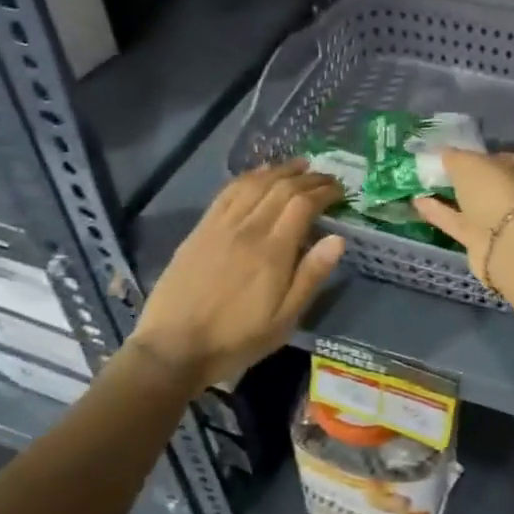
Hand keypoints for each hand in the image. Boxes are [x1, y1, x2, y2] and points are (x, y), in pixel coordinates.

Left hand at [132, 161, 344, 388]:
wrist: (173, 348)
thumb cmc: (236, 339)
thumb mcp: (284, 319)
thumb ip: (311, 276)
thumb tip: (338, 239)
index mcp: (273, 252)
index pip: (303, 205)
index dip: (324, 192)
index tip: (341, 190)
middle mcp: (248, 229)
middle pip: (282, 188)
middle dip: (308, 178)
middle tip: (327, 177)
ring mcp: (221, 226)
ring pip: (255, 184)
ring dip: (280, 170)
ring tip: (299, 165)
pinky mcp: (201, 229)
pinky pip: (228, 192)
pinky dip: (249, 177)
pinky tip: (260, 174)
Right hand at [413, 148, 513, 285]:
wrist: (507, 244)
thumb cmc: (496, 189)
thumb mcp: (469, 162)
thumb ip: (454, 156)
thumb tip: (443, 152)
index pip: (504, 154)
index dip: (480, 153)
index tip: (455, 152)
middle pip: (489, 181)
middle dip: (466, 177)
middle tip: (437, 168)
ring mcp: (504, 219)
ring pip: (474, 204)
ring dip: (450, 196)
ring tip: (422, 184)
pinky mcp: (486, 241)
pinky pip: (460, 222)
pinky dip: (441, 213)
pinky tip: (418, 203)